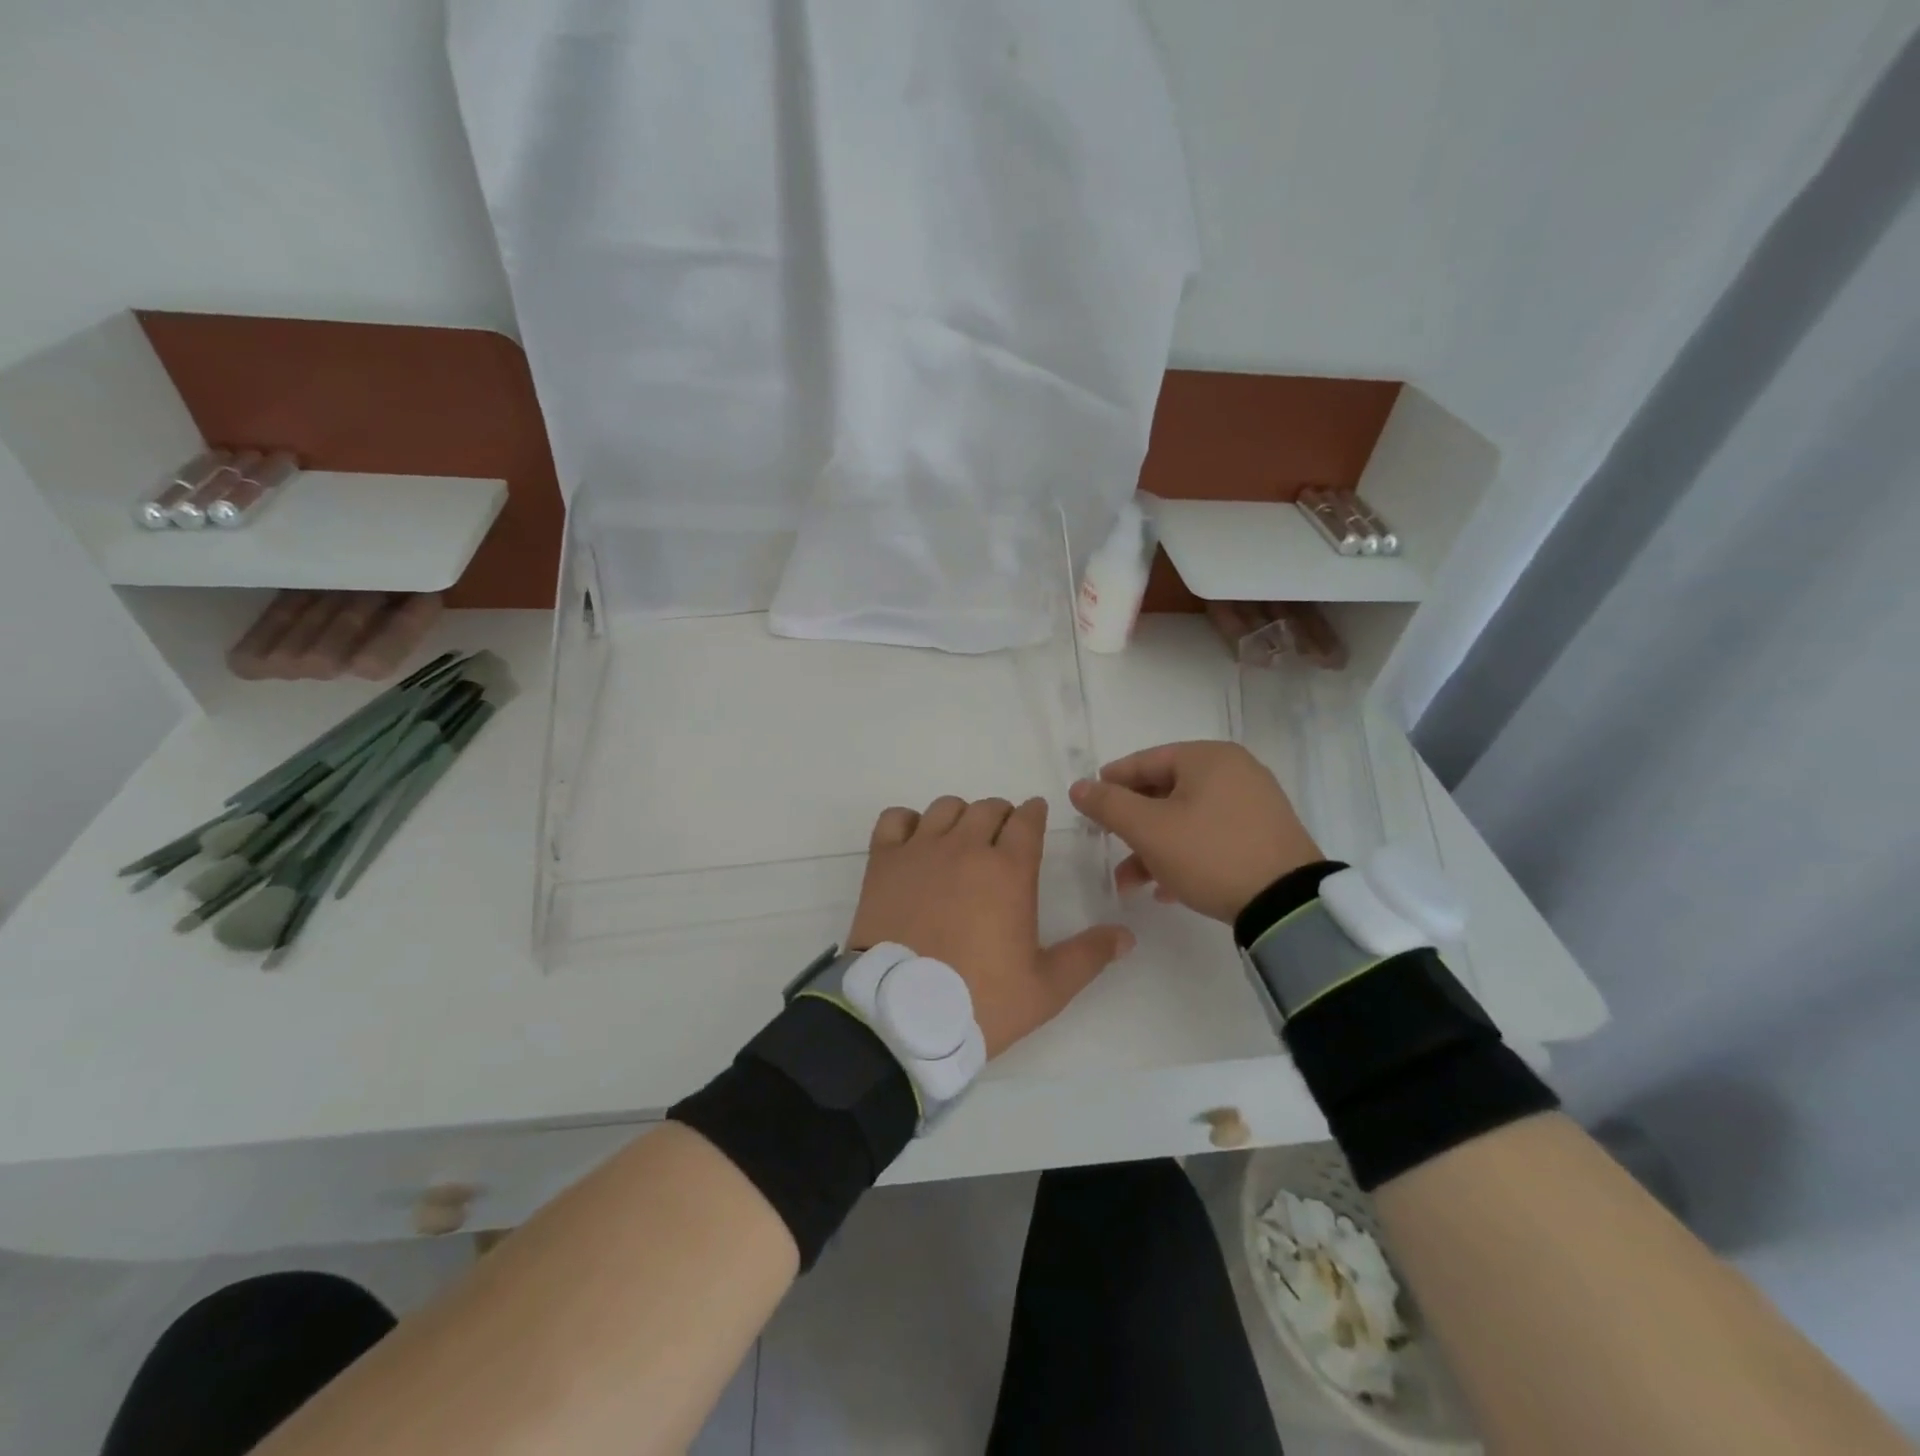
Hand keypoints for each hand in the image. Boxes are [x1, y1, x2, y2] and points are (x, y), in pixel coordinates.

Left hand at [848, 796, 1133, 1058]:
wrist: (902, 1015)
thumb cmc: (980, 1000)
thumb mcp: (1046, 988)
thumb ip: (1088, 956)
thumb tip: (1126, 935)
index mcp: (1009, 870)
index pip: (1027, 819)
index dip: (1034, 814)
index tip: (1034, 820)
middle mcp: (966, 847)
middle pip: (988, 808)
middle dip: (1001, 817)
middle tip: (1001, 842)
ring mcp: (921, 850)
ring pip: (945, 808)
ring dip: (959, 818)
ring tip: (960, 844)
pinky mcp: (883, 862)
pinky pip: (895, 819)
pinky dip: (907, 823)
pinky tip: (915, 844)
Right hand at [1068, 742, 1320, 922]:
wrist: (1288, 905)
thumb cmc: (1210, 854)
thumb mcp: (1150, 830)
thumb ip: (1109, 805)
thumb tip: (1078, 786)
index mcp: (1208, 758)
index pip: (1147, 760)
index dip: (1112, 781)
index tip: (1088, 802)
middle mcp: (1235, 771)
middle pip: (1166, 790)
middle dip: (1132, 824)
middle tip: (1108, 843)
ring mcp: (1254, 804)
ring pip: (1187, 818)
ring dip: (1154, 847)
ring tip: (1130, 882)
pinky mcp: (1265, 835)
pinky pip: (1212, 836)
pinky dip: (1185, 855)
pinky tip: (1166, 889)